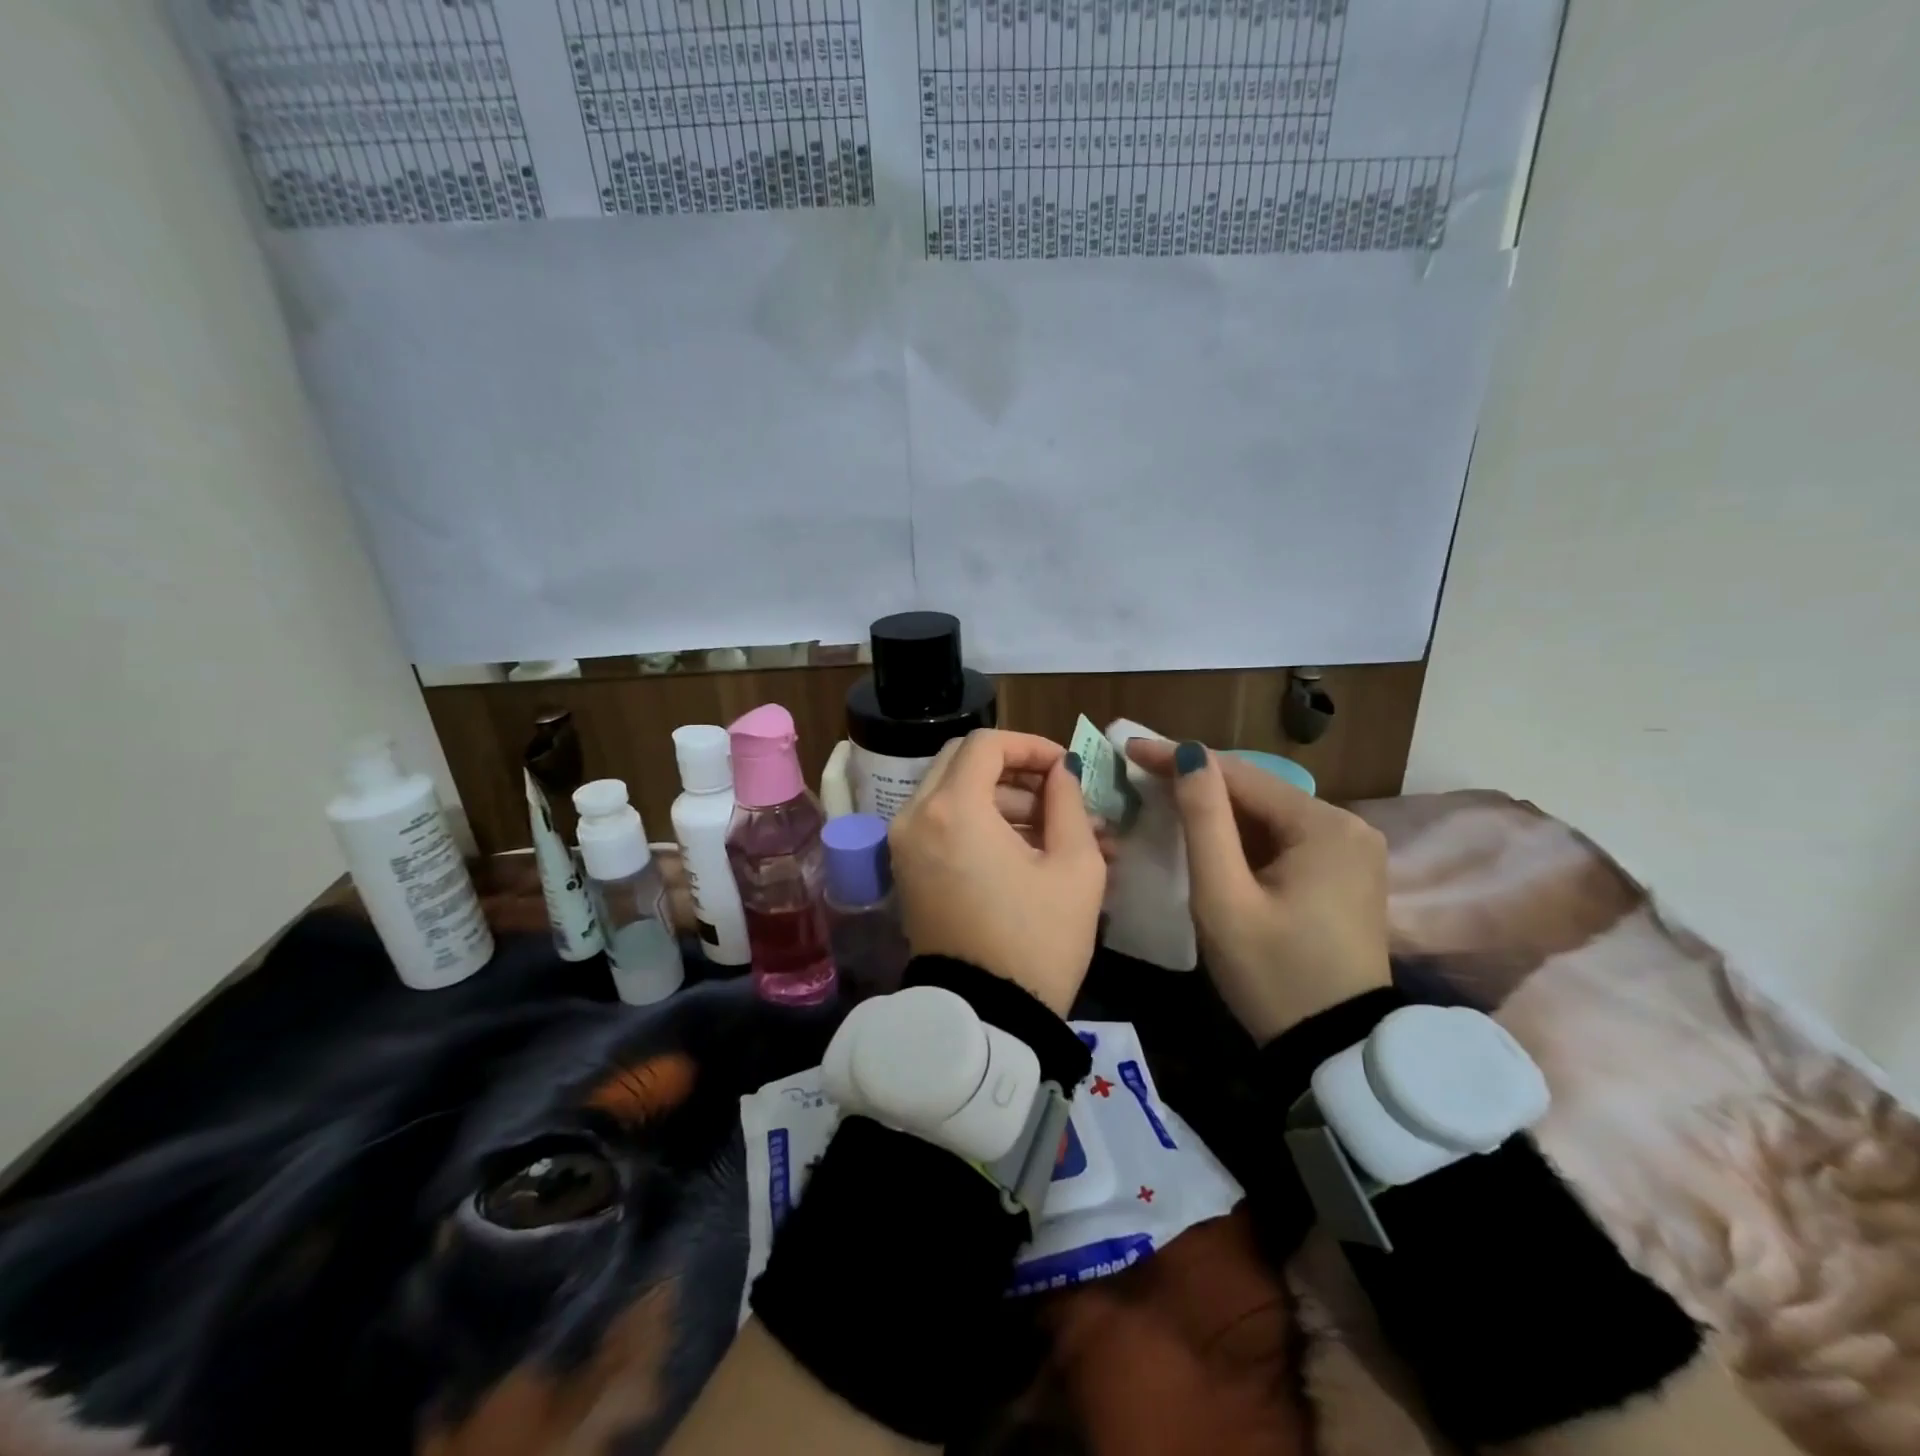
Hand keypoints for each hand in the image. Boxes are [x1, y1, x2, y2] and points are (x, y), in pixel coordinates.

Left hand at [888, 730, 1105, 1015]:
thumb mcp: (1075, 867)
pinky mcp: (906, 870)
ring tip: (1061, 830)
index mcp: (952, 810)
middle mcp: (915, 817)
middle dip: (1015, 770)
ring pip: (953, 792)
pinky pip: (942, 823)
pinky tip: (1028, 848)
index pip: (986, 745)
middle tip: (1058, 794)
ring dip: (1003, 800)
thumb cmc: (1038, 941)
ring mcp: (904, 845)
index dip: (1030, 746)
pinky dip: (980, 822)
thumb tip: (1061, 772)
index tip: (1065, 768)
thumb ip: (1068, 803)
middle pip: (963, 762)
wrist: (987, 1018)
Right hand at [1126, 740, 1389, 1042]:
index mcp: (1324, 826)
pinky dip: (1243, 834)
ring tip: (1162, 794)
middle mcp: (1348, 825)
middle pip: (1257, 791)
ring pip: (1268, 814)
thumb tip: (1189, 756)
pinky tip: (1207, 831)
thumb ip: (1203, 821)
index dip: (1181, 759)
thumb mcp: (1224, 897)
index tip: (1131, 749)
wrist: (1334, 1051)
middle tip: (1140, 772)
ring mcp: (1352, 850)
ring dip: (1218, 807)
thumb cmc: (1271, 974)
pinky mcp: (1345, 874)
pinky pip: (1284, 838)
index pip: (1240, 775)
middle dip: (1199, 781)